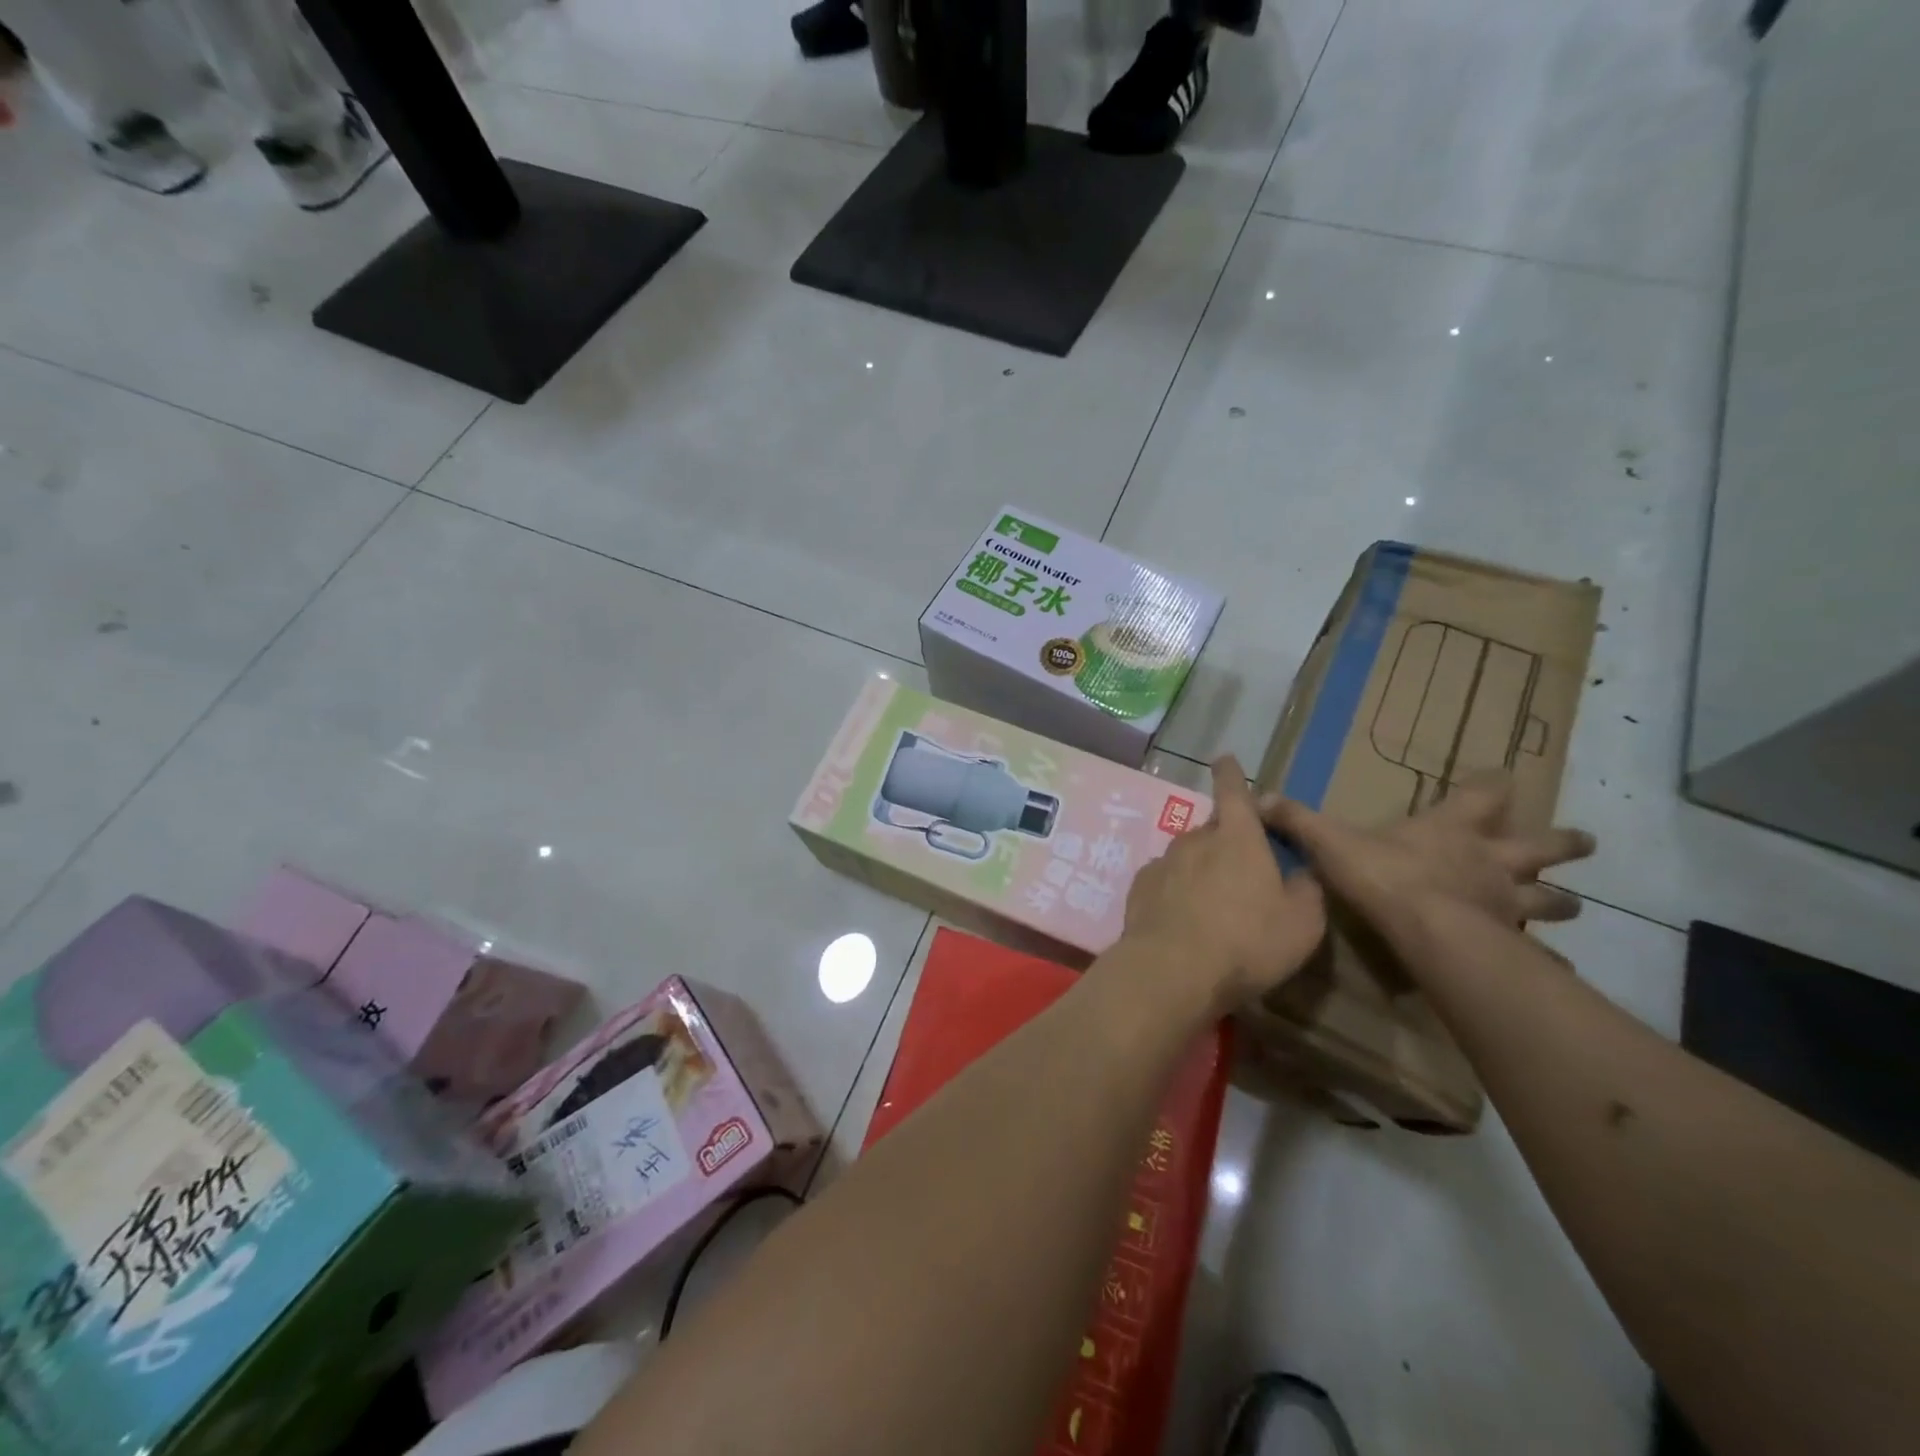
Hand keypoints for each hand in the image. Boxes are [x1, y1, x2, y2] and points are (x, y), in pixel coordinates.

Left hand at [1120, 756, 1327, 1015]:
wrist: (1172, 970)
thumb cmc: (1247, 942)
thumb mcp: (1302, 923)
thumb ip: (1306, 891)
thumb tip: (1301, 874)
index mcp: (1238, 838)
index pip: (1235, 793)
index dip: (1232, 775)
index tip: (1223, 758)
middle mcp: (1196, 840)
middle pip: (1213, 830)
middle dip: (1226, 842)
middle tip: (1240, 874)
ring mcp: (1163, 862)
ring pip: (1187, 856)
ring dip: (1200, 871)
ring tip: (1212, 907)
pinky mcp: (1140, 887)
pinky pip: (1164, 881)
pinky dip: (1175, 892)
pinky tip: (1182, 921)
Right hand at [1259, 775, 1593, 941]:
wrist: (1427, 929)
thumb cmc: (1385, 875)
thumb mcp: (1332, 841)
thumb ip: (1299, 819)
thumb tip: (1259, 795)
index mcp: (1452, 829)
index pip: (1484, 794)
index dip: (1492, 785)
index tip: (1503, 778)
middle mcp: (1491, 860)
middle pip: (1540, 846)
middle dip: (1562, 843)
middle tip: (1585, 843)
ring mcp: (1506, 902)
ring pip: (1548, 900)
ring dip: (1561, 902)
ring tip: (1574, 907)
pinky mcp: (1509, 940)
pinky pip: (1536, 952)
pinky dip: (1545, 960)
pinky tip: (1556, 971)